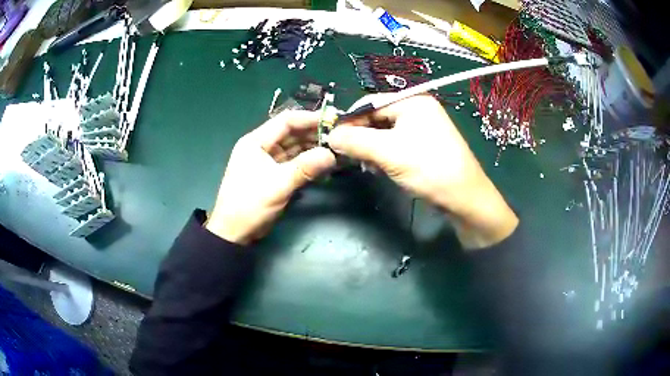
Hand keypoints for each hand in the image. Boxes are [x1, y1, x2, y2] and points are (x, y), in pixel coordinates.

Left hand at [206, 111, 335, 244]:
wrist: (234, 233)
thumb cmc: (249, 204)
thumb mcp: (277, 184)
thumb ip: (305, 167)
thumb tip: (331, 155)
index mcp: (255, 141)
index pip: (285, 121)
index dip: (309, 118)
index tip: (333, 120)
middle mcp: (261, 147)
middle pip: (291, 134)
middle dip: (314, 134)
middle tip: (339, 136)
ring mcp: (267, 161)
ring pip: (294, 148)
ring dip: (312, 148)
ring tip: (336, 149)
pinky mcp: (273, 175)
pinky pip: (293, 163)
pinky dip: (307, 162)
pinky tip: (324, 163)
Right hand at [327, 94, 517, 248]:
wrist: (464, 198)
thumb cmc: (429, 169)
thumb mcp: (388, 152)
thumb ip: (355, 141)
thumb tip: (330, 136)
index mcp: (412, 101)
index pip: (370, 103)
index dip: (349, 120)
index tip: (332, 140)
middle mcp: (417, 109)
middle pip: (377, 117)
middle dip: (361, 136)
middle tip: (348, 156)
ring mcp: (422, 127)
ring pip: (385, 132)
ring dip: (371, 147)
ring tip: (364, 164)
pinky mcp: (424, 145)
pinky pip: (395, 143)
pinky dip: (383, 154)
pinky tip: (379, 167)